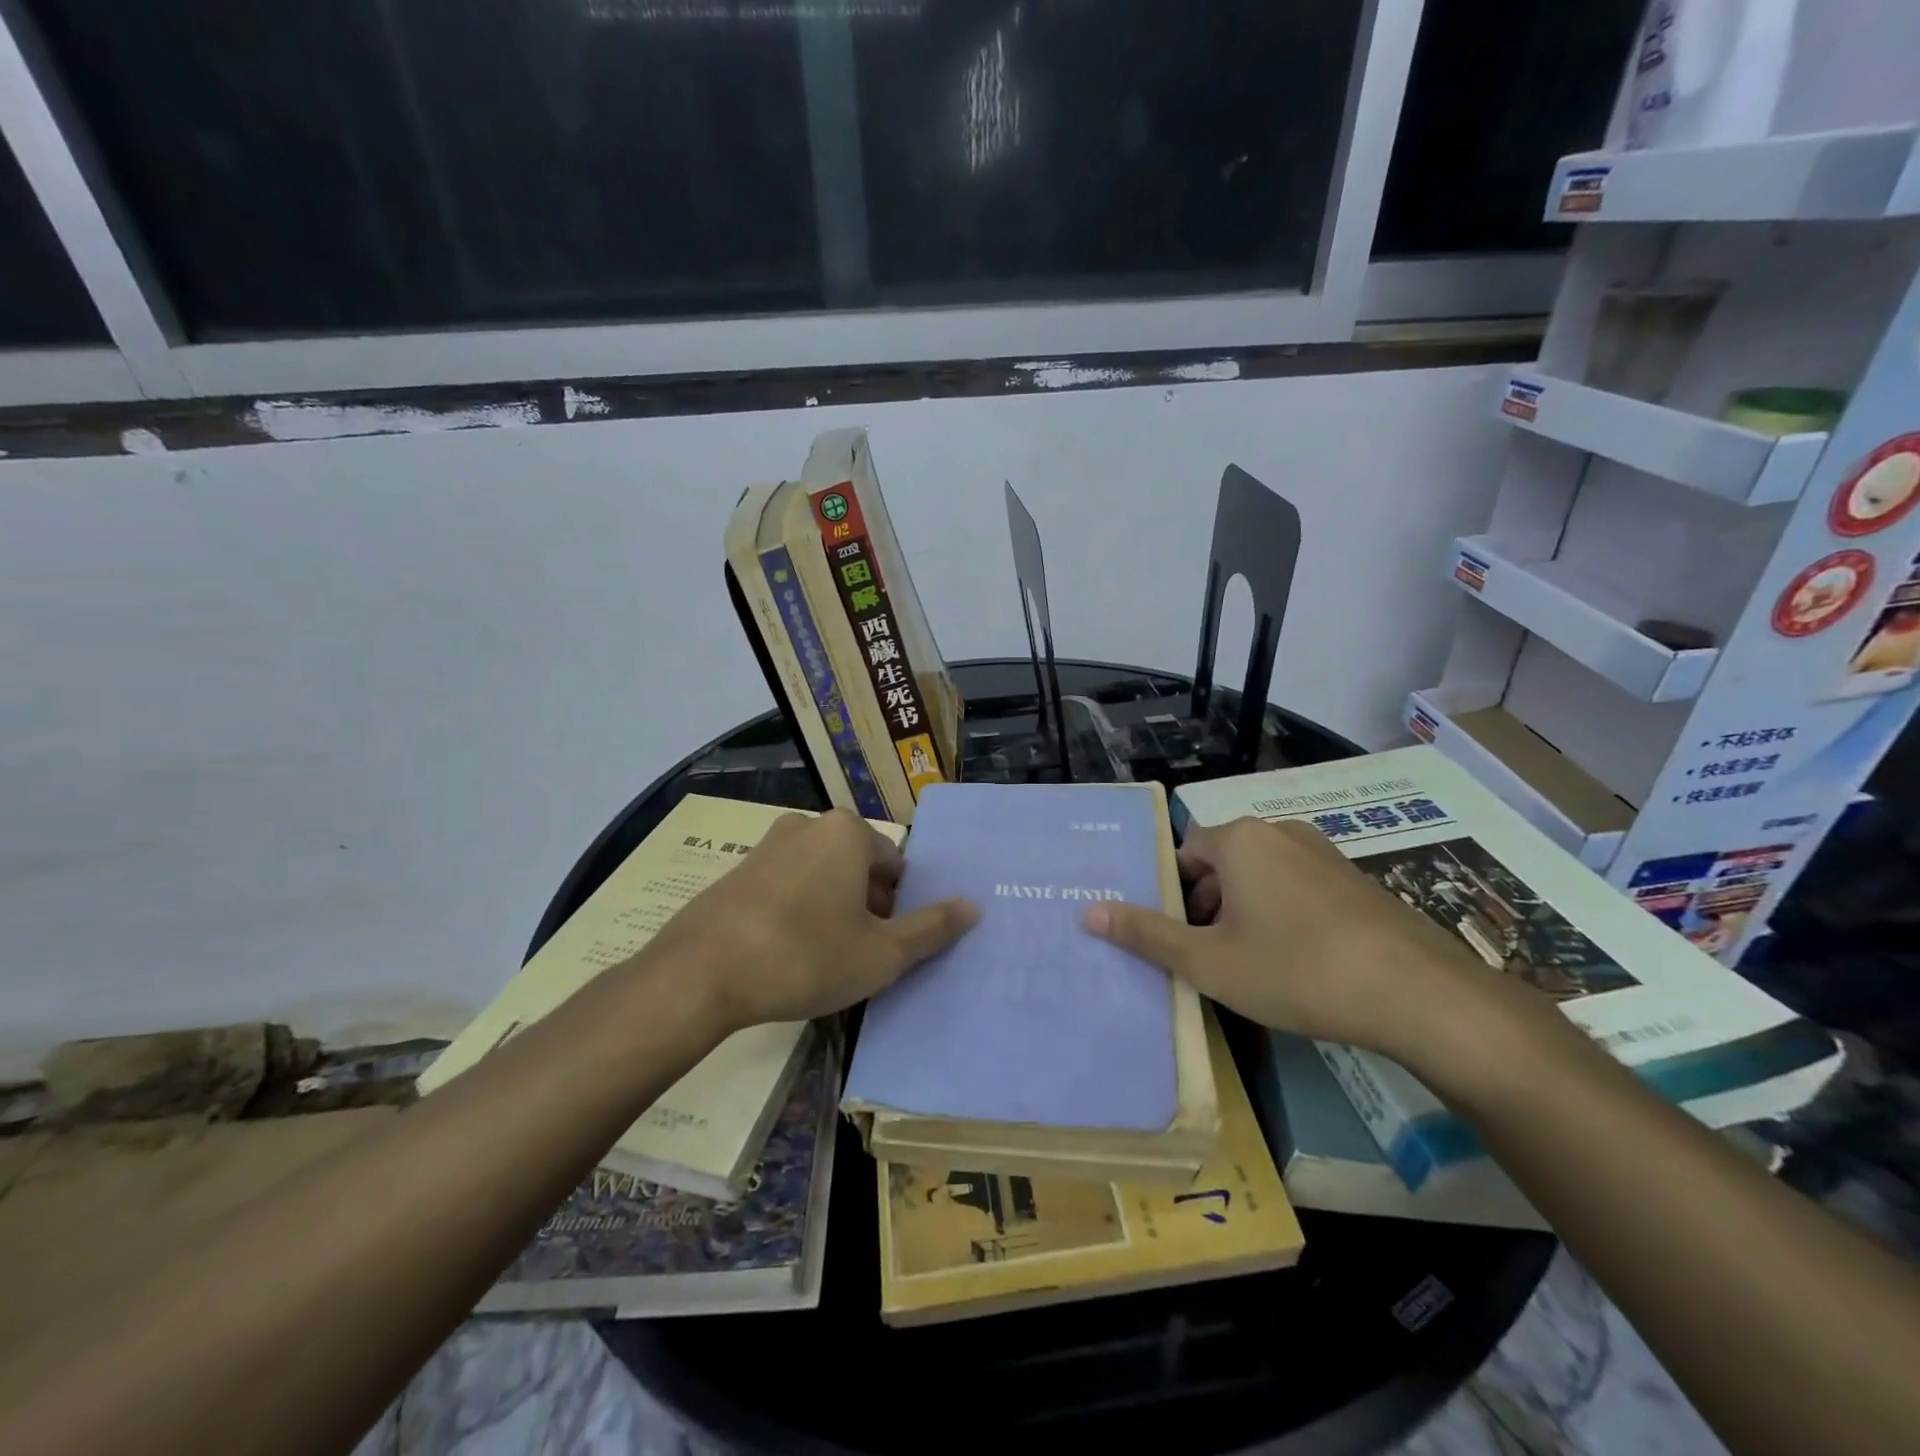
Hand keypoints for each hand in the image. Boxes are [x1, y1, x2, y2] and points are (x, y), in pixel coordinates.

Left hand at [653, 807, 977, 1033]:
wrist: (701, 973)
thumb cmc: (806, 955)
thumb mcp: (881, 954)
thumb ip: (931, 929)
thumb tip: (973, 907)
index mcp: (848, 832)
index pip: (895, 865)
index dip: (898, 908)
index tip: (885, 946)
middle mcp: (809, 824)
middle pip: (857, 867)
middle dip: (866, 907)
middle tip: (858, 955)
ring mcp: (768, 845)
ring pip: (821, 876)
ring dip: (832, 909)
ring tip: (823, 957)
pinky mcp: (737, 870)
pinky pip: (785, 886)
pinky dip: (796, 911)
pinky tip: (785, 952)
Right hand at [1084, 816, 1520, 1057]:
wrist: (1418, 994)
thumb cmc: (1295, 970)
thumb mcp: (1208, 962)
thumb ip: (1146, 935)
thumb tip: (1088, 911)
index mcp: (1238, 839)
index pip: (1184, 855)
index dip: (1174, 898)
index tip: (1180, 941)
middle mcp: (1279, 832)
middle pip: (1222, 863)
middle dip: (1207, 907)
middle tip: (1211, 958)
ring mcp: (1324, 852)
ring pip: (1261, 877)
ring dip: (1245, 913)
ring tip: (1254, 966)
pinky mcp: (1356, 879)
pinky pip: (1299, 888)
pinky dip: (1285, 915)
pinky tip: (1301, 963)